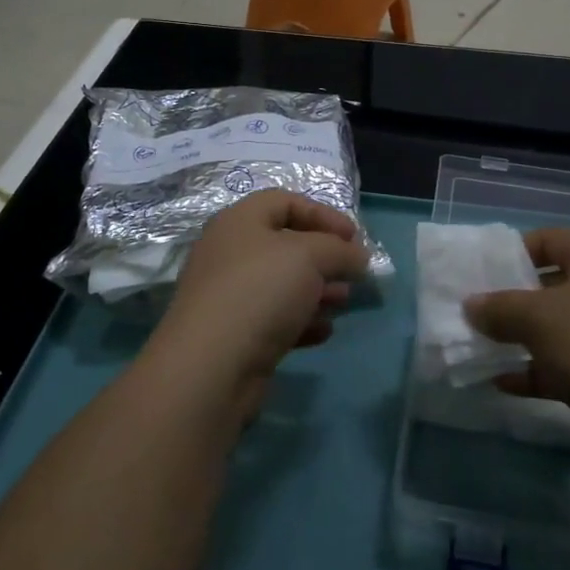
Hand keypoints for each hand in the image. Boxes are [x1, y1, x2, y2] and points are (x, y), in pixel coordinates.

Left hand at [150, 190, 369, 405]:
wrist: (210, 367)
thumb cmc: (260, 291)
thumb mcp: (310, 256)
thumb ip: (340, 250)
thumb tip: (358, 256)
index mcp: (239, 221)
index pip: (285, 201)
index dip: (322, 214)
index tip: (353, 237)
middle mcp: (230, 252)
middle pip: (285, 244)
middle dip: (324, 257)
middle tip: (353, 273)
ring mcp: (229, 295)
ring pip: (282, 284)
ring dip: (317, 290)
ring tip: (343, 302)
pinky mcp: (234, 334)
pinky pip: (274, 318)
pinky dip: (301, 321)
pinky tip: (324, 331)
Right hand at [464, 228, 569, 483]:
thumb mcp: (538, 319)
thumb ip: (499, 308)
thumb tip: (472, 305)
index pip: (550, 239)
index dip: (514, 254)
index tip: (483, 276)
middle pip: (558, 285)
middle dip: (517, 302)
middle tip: (482, 316)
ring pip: (567, 329)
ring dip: (528, 340)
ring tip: (488, 350)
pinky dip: (544, 371)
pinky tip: (508, 384)